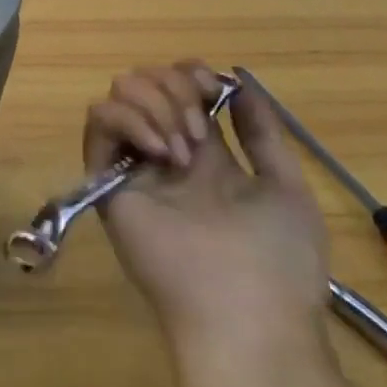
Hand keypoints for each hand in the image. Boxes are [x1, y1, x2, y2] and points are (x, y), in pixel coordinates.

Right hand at [85, 63, 329, 353]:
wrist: (246, 314)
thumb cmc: (277, 260)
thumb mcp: (287, 190)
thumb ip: (263, 135)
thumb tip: (240, 83)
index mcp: (205, 155)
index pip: (180, 87)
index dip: (190, 72)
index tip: (211, 85)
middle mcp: (165, 151)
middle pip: (148, 80)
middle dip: (175, 86)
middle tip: (199, 130)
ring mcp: (134, 162)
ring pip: (121, 91)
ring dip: (155, 104)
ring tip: (181, 150)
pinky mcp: (106, 176)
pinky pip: (99, 120)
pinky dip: (128, 120)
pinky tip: (159, 152)